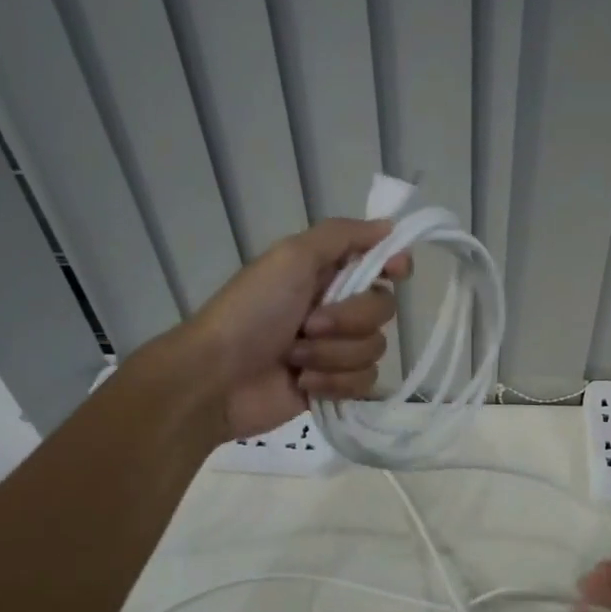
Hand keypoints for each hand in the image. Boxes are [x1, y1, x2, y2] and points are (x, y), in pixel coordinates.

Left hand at [183, 218, 410, 439]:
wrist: (216, 378)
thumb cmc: (251, 311)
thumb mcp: (291, 257)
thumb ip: (342, 235)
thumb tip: (390, 226)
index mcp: (327, 272)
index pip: (381, 262)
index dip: (393, 266)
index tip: (394, 272)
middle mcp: (337, 307)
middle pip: (383, 308)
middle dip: (349, 320)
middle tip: (309, 324)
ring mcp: (336, 348)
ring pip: (374, 348)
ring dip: (333, 354)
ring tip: (295, 357)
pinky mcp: (334, 385)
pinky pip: (364, 381)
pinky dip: (333, 382)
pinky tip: (303, 383)